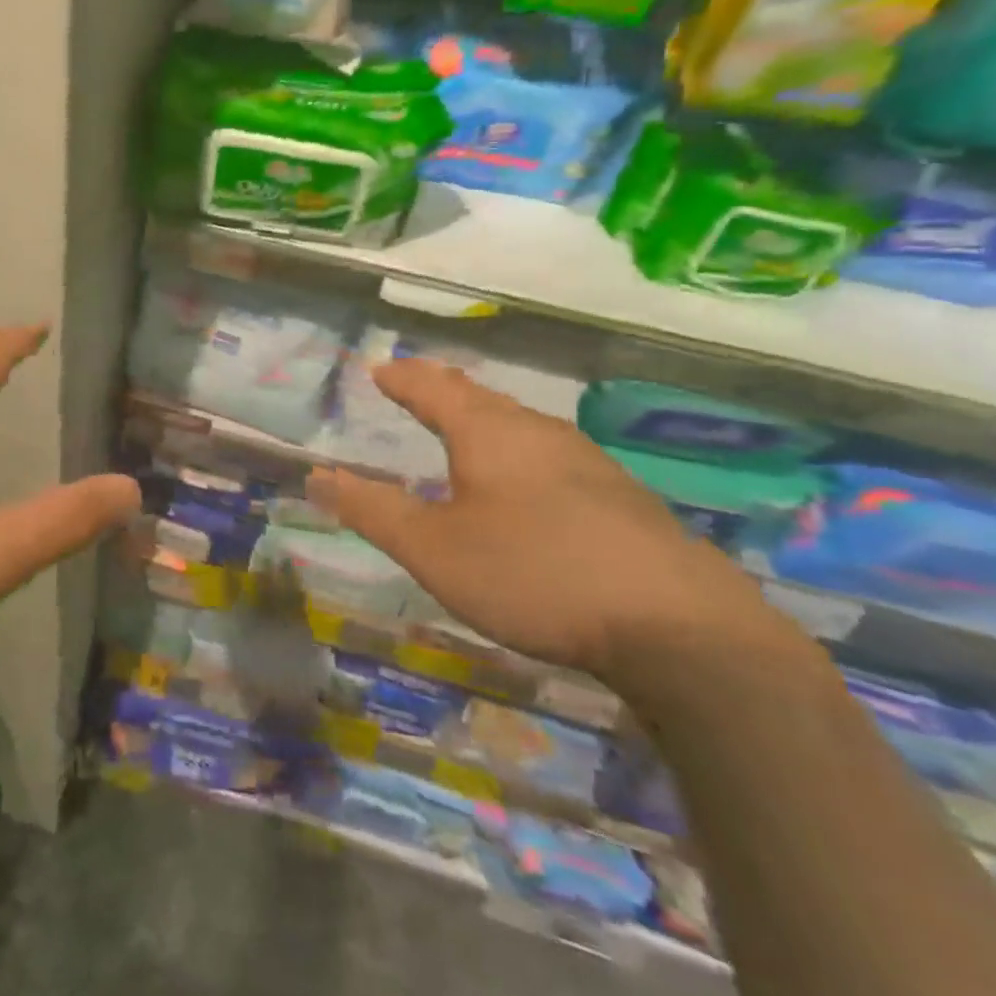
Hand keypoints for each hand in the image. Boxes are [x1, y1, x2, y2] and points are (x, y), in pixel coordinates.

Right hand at [307, 360, 777, 683]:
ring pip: (521, 425)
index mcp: (487, 432)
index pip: (432, 387)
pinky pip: (551, 456)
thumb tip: (317, 476)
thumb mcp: (434, 549)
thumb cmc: (533, 573)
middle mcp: (537, 432)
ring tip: (466, 429)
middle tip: (418, 388)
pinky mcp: (621, 497)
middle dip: (444, 391)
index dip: (402, 378)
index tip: (380, 368)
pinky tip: (529, 486)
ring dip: (485, 420)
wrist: (678, 627)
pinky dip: (520, 454)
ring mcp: (587, 462)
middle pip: (480, 398)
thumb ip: (373, 511)